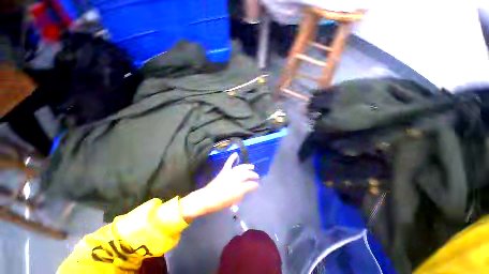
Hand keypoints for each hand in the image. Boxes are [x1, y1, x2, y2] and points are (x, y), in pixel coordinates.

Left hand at [180, 153, 258, 221]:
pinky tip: (235, 154)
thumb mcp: (232, 201)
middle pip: (246, 174)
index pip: (250, 185)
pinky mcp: (224, 171)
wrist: (206, 198)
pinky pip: (229, 163)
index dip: (255, 185)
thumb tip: (245, 190)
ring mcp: (229, 173)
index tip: (258, 186)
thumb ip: (241, 194)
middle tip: (256, 176)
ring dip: (247, 167)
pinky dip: (232, 158)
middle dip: (253, 175)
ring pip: (240, 168)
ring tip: (252, 167)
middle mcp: (235, 179)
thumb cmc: (220, 202)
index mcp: (238, 188)